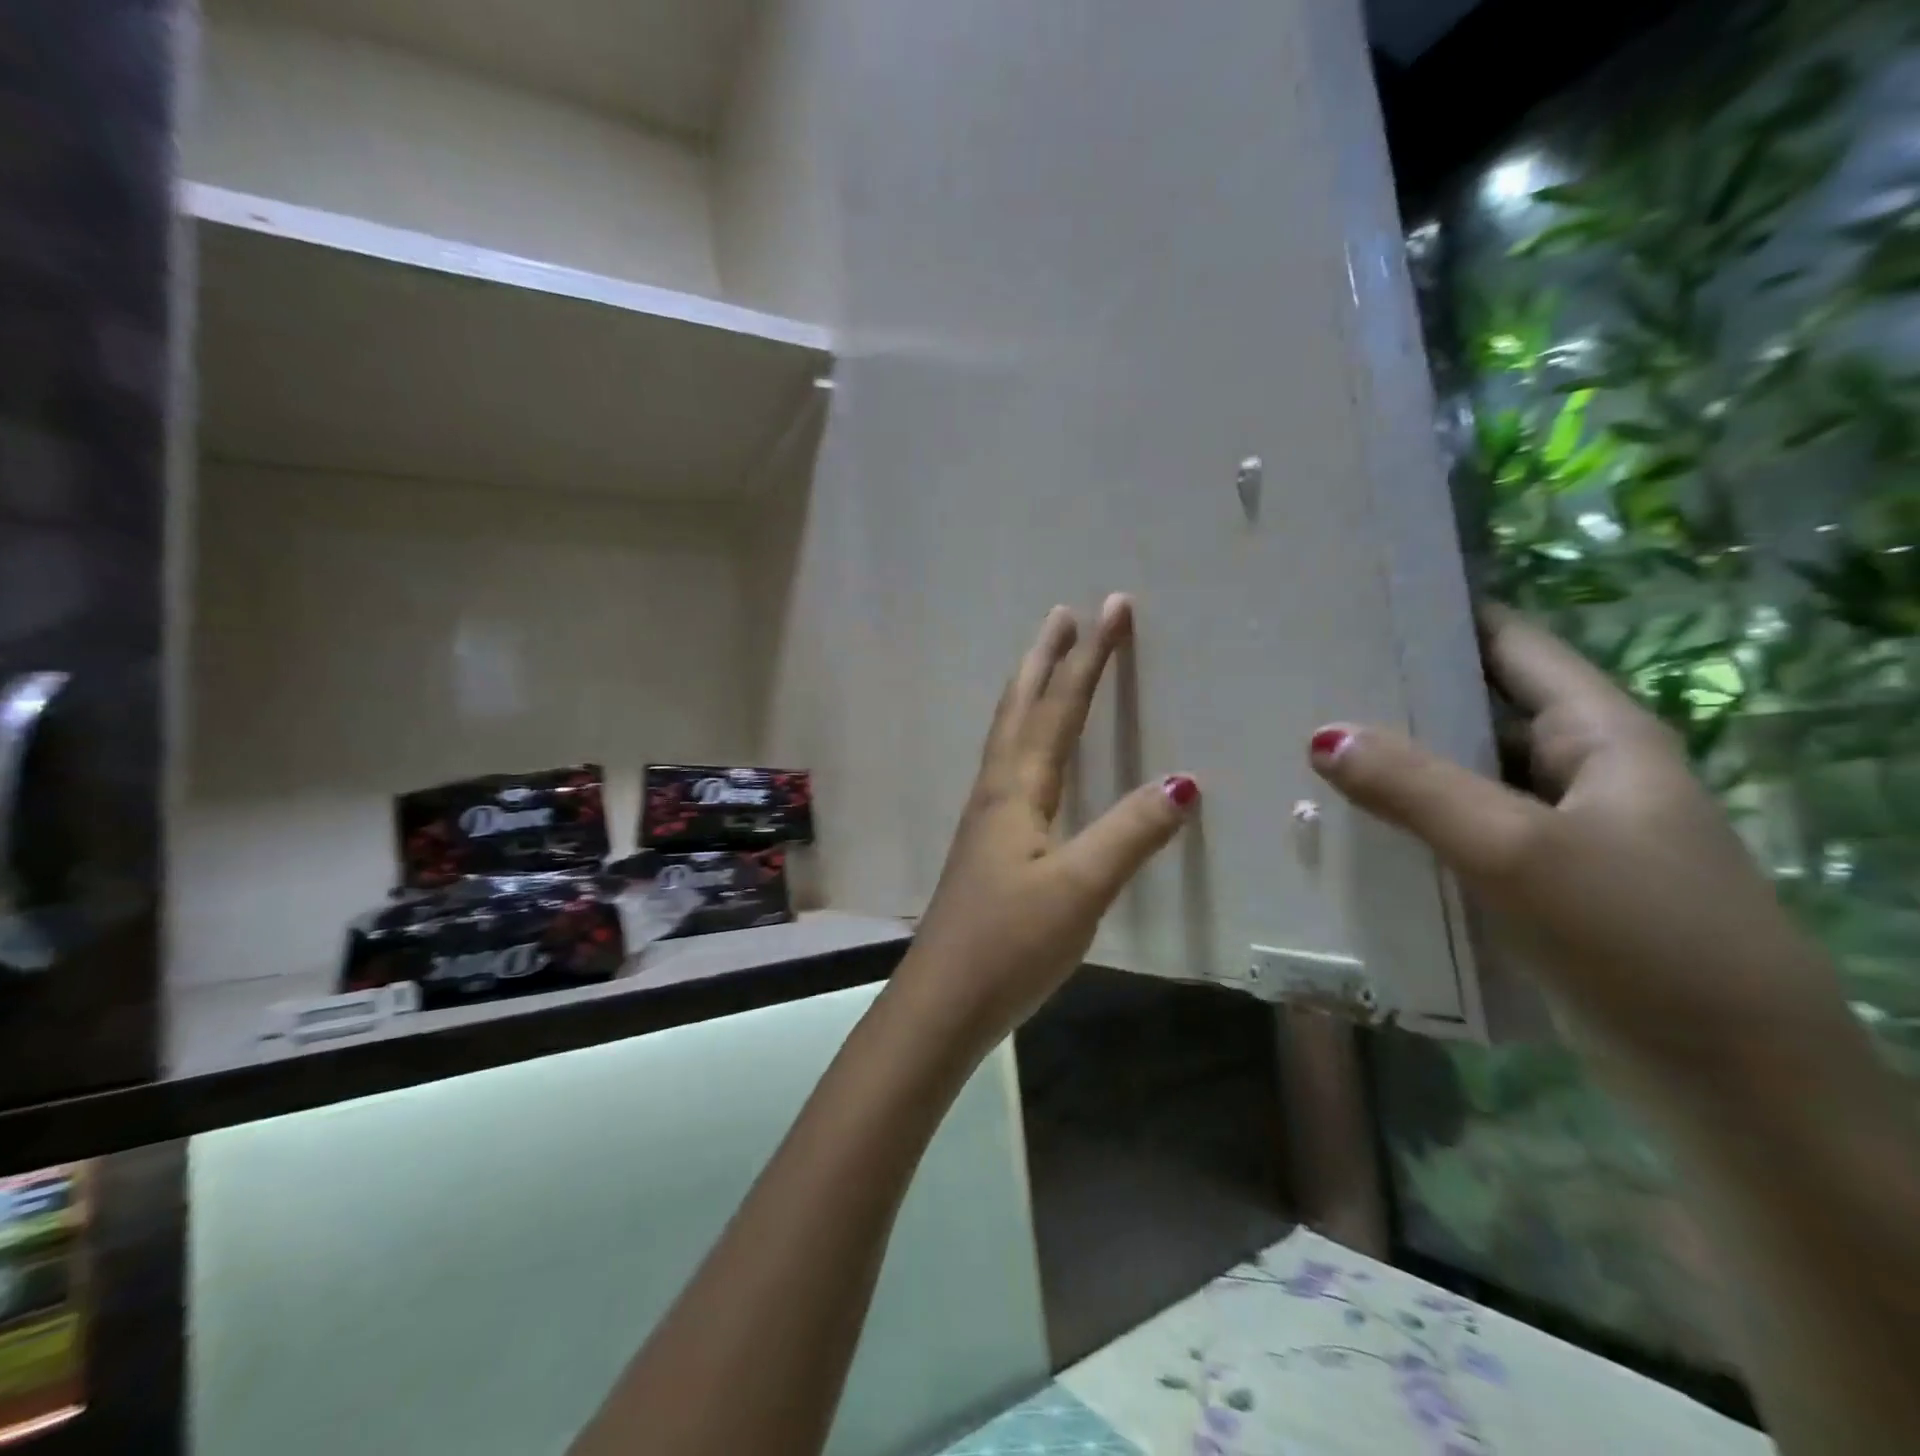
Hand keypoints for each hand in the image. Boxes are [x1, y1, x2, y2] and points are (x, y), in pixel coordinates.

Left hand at [895, 594, 1198, 1051]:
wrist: (945, 999)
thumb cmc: (1009, 942)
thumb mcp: (1079, 889)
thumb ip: (1130, 835)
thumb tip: (1182, 782)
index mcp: (1017, 789)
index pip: (1060, 707)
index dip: (1089, 657)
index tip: (1111, 608)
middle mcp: (997, 790)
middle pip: (1021, 708)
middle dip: (1047, 658)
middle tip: (1064, 615)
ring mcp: (987, 817)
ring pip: (1009, 734)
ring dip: (1030, 691)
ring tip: (1046, 664)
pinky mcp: (988, 844)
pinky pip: (1009, 766)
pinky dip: (1023, 734)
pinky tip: (1031, 754)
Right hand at [1308, 607, 1861, 1093]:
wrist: (1733, 1084)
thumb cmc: (1638, 937)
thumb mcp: (1515, 850)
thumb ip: (1416, 786)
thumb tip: (1321, 735)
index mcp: (1600, 734)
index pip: (1511, 645)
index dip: (1442, 616)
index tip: (1358, 608)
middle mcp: (1583, 771)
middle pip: (1480, 708)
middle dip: (1401, 694)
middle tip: (1309, 682)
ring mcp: (1563, 830)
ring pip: (1465, 775)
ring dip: (1399, 764)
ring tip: (1310, 747)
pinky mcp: (1541, 883)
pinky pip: (1463, 831)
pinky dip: (1413, 821)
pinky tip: (1354, 825)